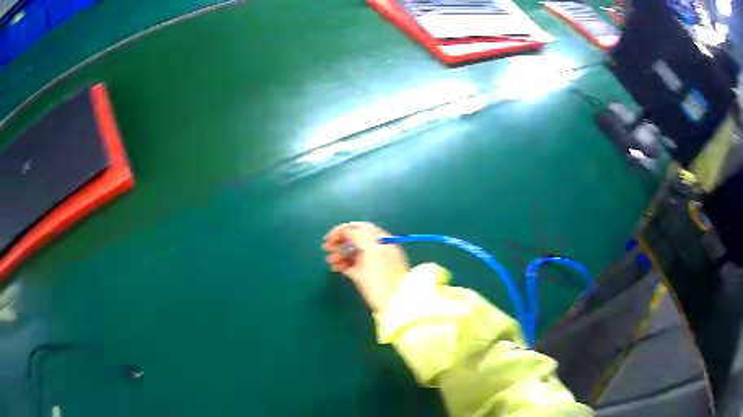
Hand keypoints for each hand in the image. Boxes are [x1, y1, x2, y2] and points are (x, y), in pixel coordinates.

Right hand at [323, 222, 408, 310]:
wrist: (393, 306)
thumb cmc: (382, 279)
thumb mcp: (371, 253)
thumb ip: (359, 237)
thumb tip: (346, 230)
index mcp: (383, 241)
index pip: (361, 228)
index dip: (344, 230)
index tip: (329, 237)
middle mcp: (379, 249)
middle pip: (356, 239)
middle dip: (340, 241)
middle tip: (325, 247)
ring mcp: (374, 263)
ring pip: (354, 253)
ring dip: (339, 253)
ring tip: (329, 260)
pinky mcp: (369, 276)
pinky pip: (354, 265)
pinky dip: (344, 264)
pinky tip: (336, 267)